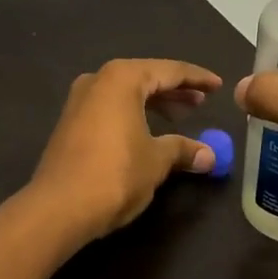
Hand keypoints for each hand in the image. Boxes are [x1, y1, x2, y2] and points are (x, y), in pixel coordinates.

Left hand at [29, 59, 222, 241]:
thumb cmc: (115, 174)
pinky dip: (132, 115)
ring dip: (153, 104)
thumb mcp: (156, 161)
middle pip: (144, 78)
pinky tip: (147, 133)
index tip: (218, 85)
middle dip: (174, 91)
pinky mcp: (70, 125)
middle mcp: (97, 82)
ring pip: (125, 94)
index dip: (196, 79)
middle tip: (201, 103)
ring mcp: (79, 102)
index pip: (169, 71)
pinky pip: (110, 110)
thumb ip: (183, 150)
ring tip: (179, 118)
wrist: (59, 207)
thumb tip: (209, 156)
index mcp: (121, 79)